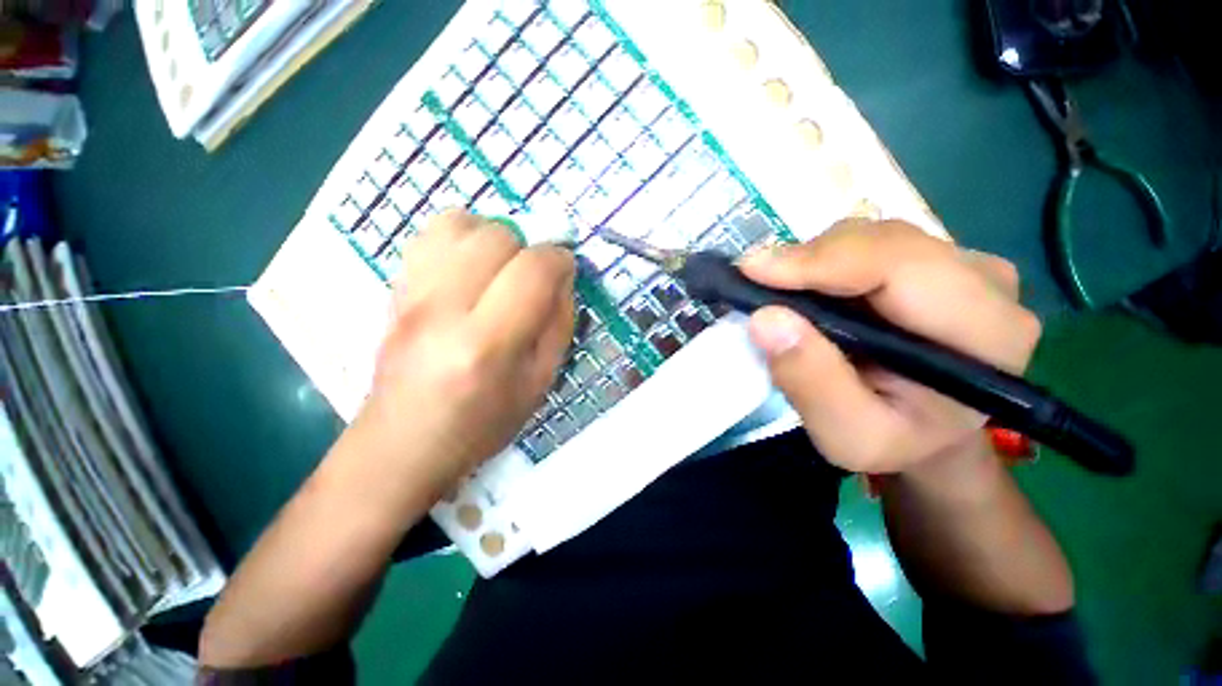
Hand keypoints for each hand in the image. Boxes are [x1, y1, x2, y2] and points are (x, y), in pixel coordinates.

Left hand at [356, 210, 574, 495]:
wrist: (404, 442)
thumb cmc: (482, 423)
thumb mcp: (540, 382)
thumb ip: (559, 323)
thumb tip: (562, 276)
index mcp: (487, 344)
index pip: (532, 270)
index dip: (559, 259)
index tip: (565, 269)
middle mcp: (443, 310)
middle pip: (496, 236)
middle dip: (527, 247)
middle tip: (531, 276)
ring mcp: (410, 295)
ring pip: (459, 222)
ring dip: (493, 237)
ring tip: (500, 267)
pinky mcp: (393, 289)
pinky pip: (429, 234)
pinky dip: (460, 238)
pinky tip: (470, 267)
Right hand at [740, 220, 1041, 474]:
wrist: (930, 436)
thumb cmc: (895, 443)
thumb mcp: (848, 435)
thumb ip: (811, 382)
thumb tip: (765, 319)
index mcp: (985, 333)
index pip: (901, 266)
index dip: (821, 261)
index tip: (753, 271)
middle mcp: (986, 283)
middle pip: (884, 241)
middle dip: (809, 260)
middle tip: (754, 282)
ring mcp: (963, 265)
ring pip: (872, 236)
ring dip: (814, 261)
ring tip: (778, 292)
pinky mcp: (934, 261)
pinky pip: (868, 244)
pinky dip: (824, 262)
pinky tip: (804, 289)